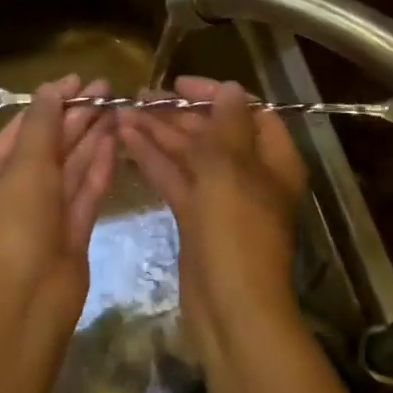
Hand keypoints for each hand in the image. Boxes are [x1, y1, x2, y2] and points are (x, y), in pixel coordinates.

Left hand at [0, 76, 116, 322]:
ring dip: (91, 136)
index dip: (52, 100)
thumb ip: (43, 124)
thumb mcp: (26, 164)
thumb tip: (51, 88)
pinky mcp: (71, 230)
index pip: (24, 125)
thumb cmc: (16, 223)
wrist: (26, 300)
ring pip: (71, 165)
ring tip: (117, 107)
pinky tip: (115, 141)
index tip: (79, 79)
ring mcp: (45, 211)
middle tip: (107, 89)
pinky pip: (85, 189)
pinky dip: (98, 166)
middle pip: (50, 143)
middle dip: (77, 115)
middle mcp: (16, 187)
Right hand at [117, 77, 308, 365]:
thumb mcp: (231, 167)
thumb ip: (227, 122)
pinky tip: (126, 141)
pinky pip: (175, 179)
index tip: (178, 84)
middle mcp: (249, 173)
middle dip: (176, 113)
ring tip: (121, 113)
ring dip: (158, 134)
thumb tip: (229, 88)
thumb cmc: (237, 229)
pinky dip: (153, 160)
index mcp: (271, 158)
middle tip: (137, 97)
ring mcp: (221, 197)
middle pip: (212, 131)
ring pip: (188, 155)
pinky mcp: (197, 218)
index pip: (245, 110)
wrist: (231, 308)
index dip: (213, 93)